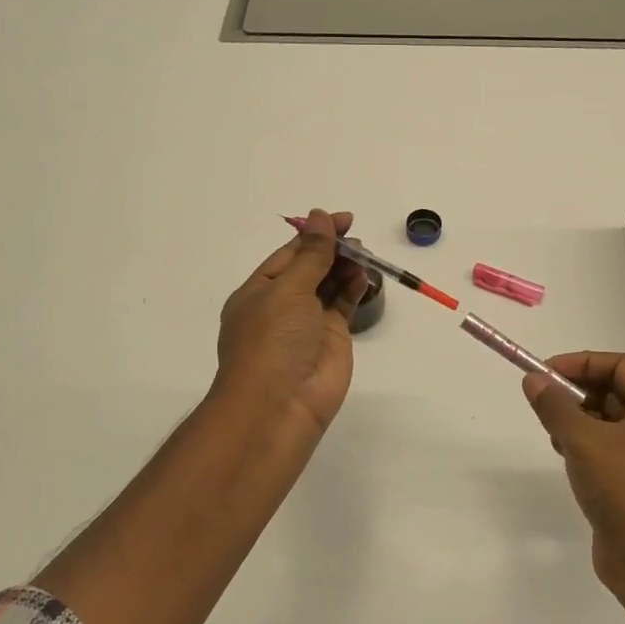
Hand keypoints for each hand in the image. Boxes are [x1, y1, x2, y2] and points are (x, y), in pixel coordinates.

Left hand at [214, 209, 369, 435]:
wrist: (279, 406)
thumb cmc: (272, 340)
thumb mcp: (288, 290)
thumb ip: (311, 255)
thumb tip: (320, 217)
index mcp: (259, 291)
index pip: (289, 254)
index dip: (315, 234)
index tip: (342, 219)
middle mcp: (282, 305)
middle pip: (311, 267)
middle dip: (333, 250)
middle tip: (357, 237)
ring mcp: (308, 323)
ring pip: (329, 285)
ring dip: (346, 267)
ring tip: (364, 254)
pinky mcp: (332, 338)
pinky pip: (344, 305)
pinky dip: (355, 288)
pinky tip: (365, 275)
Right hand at [523, 352, 624, 602]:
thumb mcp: (582, 441)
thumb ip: (554, 406)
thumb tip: (533, 380)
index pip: (621, 365)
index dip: (582, 362)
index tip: (547, 372)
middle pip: (615, 390)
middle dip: (577, 391)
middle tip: (544, 401)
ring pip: (609, 421)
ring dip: (577, 418)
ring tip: (552, 431)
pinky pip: (609, 448)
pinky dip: (585, 444)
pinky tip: (564, 456)